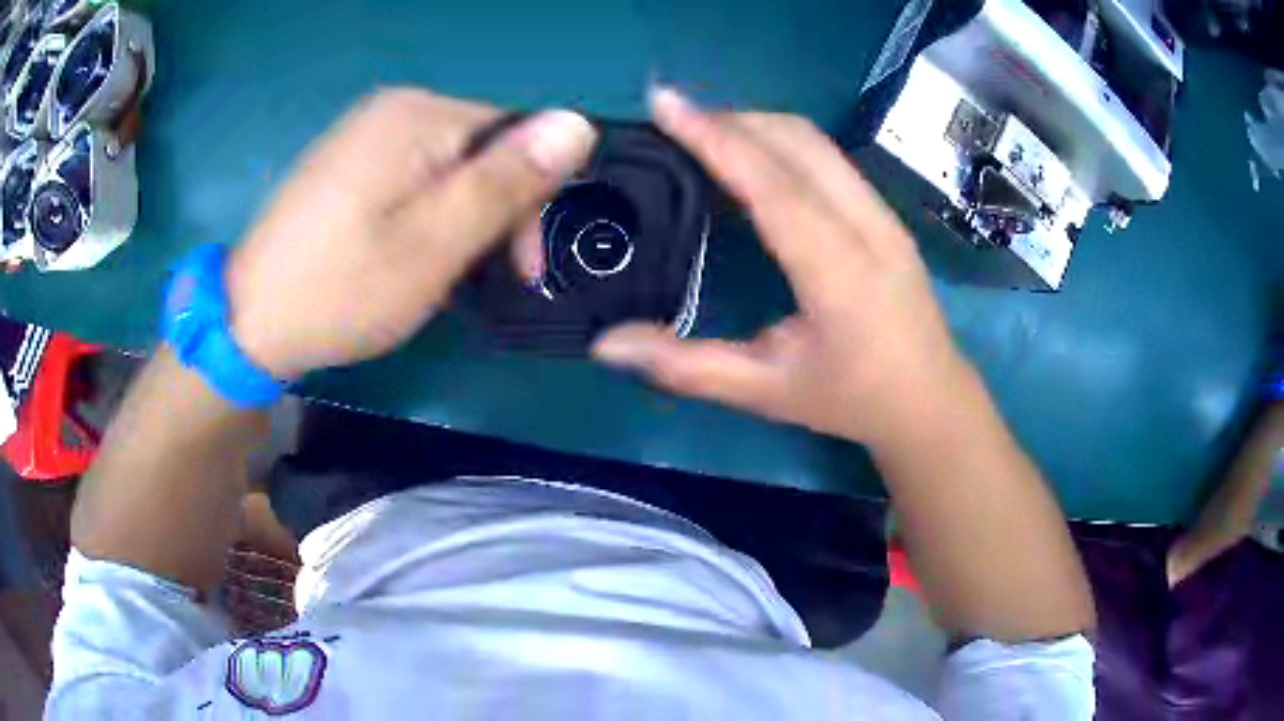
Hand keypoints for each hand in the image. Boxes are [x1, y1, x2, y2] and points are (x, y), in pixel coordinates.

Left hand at [224, 90, 596, 378]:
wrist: (249, 320)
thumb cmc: (341, 290)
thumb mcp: (435, 243)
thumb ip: (506, 181)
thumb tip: (578, 123)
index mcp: (419, 116)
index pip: (517, 136)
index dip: (530, 201)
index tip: (520, 269)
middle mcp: (394, 108)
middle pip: (483, 148)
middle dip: (493, 213)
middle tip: (474, 280)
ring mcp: (366, 131)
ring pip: (451, 166)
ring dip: (460, 219)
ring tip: (436, 273)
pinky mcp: (349, 159)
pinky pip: (415, 174)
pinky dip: (426, 214)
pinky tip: (405, 252)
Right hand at [594, 88, 969, 445]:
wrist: (929, 400)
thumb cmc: (851, 399)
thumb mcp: (766, 393)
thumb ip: (687, 367)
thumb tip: (605, 346)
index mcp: (839, 272)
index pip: (773, 185)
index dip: (716, 138)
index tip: (665, 102)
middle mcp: (867, 227)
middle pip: (796, 142)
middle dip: (729, 119)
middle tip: (669, 119)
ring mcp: (882, 213)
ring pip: (815, 141)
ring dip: (755, 124)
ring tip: (701, 131)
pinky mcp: (884, 211)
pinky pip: (826, 155)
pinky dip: (779, 141)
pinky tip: (749, 157)